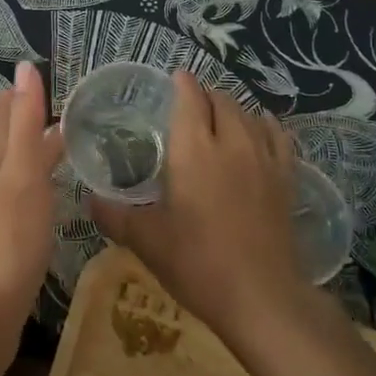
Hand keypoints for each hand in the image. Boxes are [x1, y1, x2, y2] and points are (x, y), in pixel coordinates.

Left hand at [0, 61, 62, 370]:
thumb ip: (24, 125)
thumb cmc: (6, 246)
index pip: (4, 122)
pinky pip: (19, 212)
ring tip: (55, 153)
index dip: (17, 98)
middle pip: (4, 150)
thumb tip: (22, 67)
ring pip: (12, 180)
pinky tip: (45, 210)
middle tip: (50, 108)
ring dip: (30, 161)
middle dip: (22, 126)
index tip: (34, 77)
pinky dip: (34, 197)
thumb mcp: (21, 178)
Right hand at [90, 71, 305, 340]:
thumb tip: (89, 200)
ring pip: (249, 114)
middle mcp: (230, 141)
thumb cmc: (197, 262)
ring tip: (219, 118)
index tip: (174, 79)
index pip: (190, 97)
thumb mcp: (146, 240)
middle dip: (205, 96)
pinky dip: (265, 126)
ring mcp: (263, 158)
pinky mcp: (286, 178)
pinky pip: (278, 136)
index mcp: (194, 148)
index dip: (182, 83)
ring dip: (232, 109)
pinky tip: (259, 131)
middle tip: (189, 107)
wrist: (261, 297)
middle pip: (221, 100)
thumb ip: (114, 215)